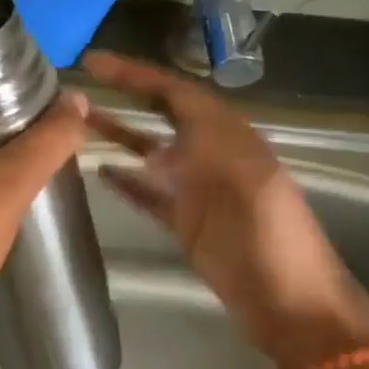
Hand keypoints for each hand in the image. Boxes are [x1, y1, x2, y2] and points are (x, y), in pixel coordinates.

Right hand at [82, 52, 368, 368]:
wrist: (292, 305)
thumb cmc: (271, 237)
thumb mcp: (243, 178)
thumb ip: (201, 151)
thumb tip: (152, 148)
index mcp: (228, 135)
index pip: (174, 91)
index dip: (134, 74)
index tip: (93, 63)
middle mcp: (209, 154)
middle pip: (160, 114)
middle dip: (123, 95)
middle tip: (78, 86)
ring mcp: (196, 190)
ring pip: (149, 152)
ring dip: (117, 135)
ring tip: (76, 123)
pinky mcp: (185, 222)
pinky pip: (147, 193)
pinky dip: (125, 181)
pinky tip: (98, 172)